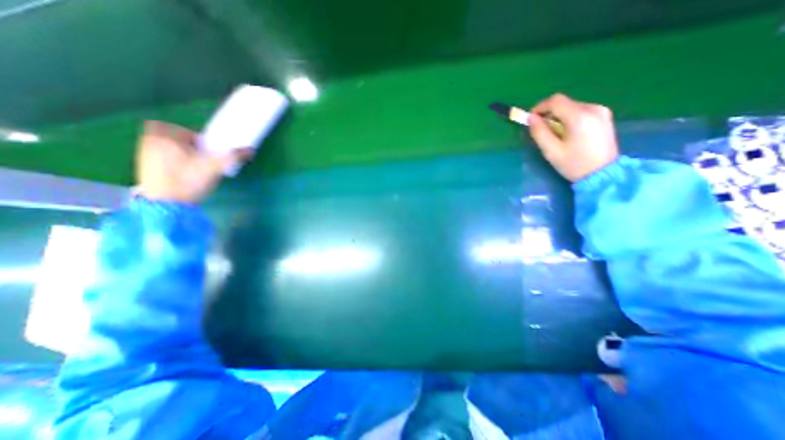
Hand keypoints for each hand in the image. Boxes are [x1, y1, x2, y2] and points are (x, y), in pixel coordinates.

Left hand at [135, 120, 248, 201]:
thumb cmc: (188, 180)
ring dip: (180, 154)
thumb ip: (233, 156)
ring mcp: (143, 155)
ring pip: (165, 148)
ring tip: (193, 169)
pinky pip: (160, 159)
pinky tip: (183, 176)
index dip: (195, 138)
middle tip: (199, 157)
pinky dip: (172, 164)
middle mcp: (149, 141)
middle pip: (171, 137)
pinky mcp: (143, 169)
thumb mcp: (215, 167)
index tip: (205, 150)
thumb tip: (250, 150)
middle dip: (186, 145)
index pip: (182, 129)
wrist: (166, 204)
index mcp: (164, 135)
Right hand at [526, 93, 619, 181]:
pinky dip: (570, 119)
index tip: (531, 119)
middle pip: (564, 103)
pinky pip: (581, 111)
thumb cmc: (574, 164)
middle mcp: (593, 108)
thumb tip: (530, 118)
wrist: (603, 174)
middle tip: (541, 130)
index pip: (556, 101)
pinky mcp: (605, 116)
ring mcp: (601, 111)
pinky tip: (568, 133)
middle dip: (549, 114)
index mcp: (579, 117)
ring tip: (555, 134)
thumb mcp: (551, 151)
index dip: (540, 107)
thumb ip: (539, 132)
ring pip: (572, 107)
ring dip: (559, 117)